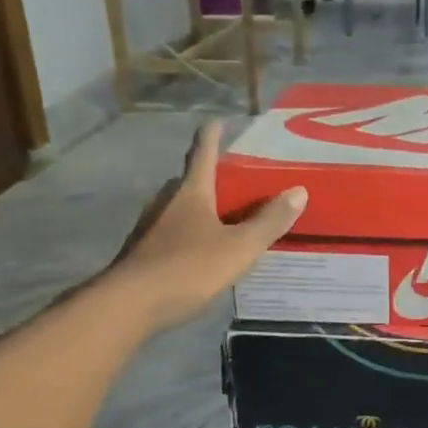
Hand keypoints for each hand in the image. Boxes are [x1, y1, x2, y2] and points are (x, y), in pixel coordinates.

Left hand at [106, 121, 305, 331]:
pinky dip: (187, 234)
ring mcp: (149, 229)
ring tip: (221, 218)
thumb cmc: (188, 268)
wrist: (128, 306)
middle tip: (231, 181)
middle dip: (207, 178)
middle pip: (187, 182)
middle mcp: (166, 204)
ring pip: (177, 209)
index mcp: (191, 194)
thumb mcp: (240, 247)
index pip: (202, 155)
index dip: (211, 136)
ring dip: (196, 208)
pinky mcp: (142, 254)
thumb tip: (299, 191)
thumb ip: (270, 221)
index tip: (217, 121)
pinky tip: (200, 252)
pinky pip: (170, 234)